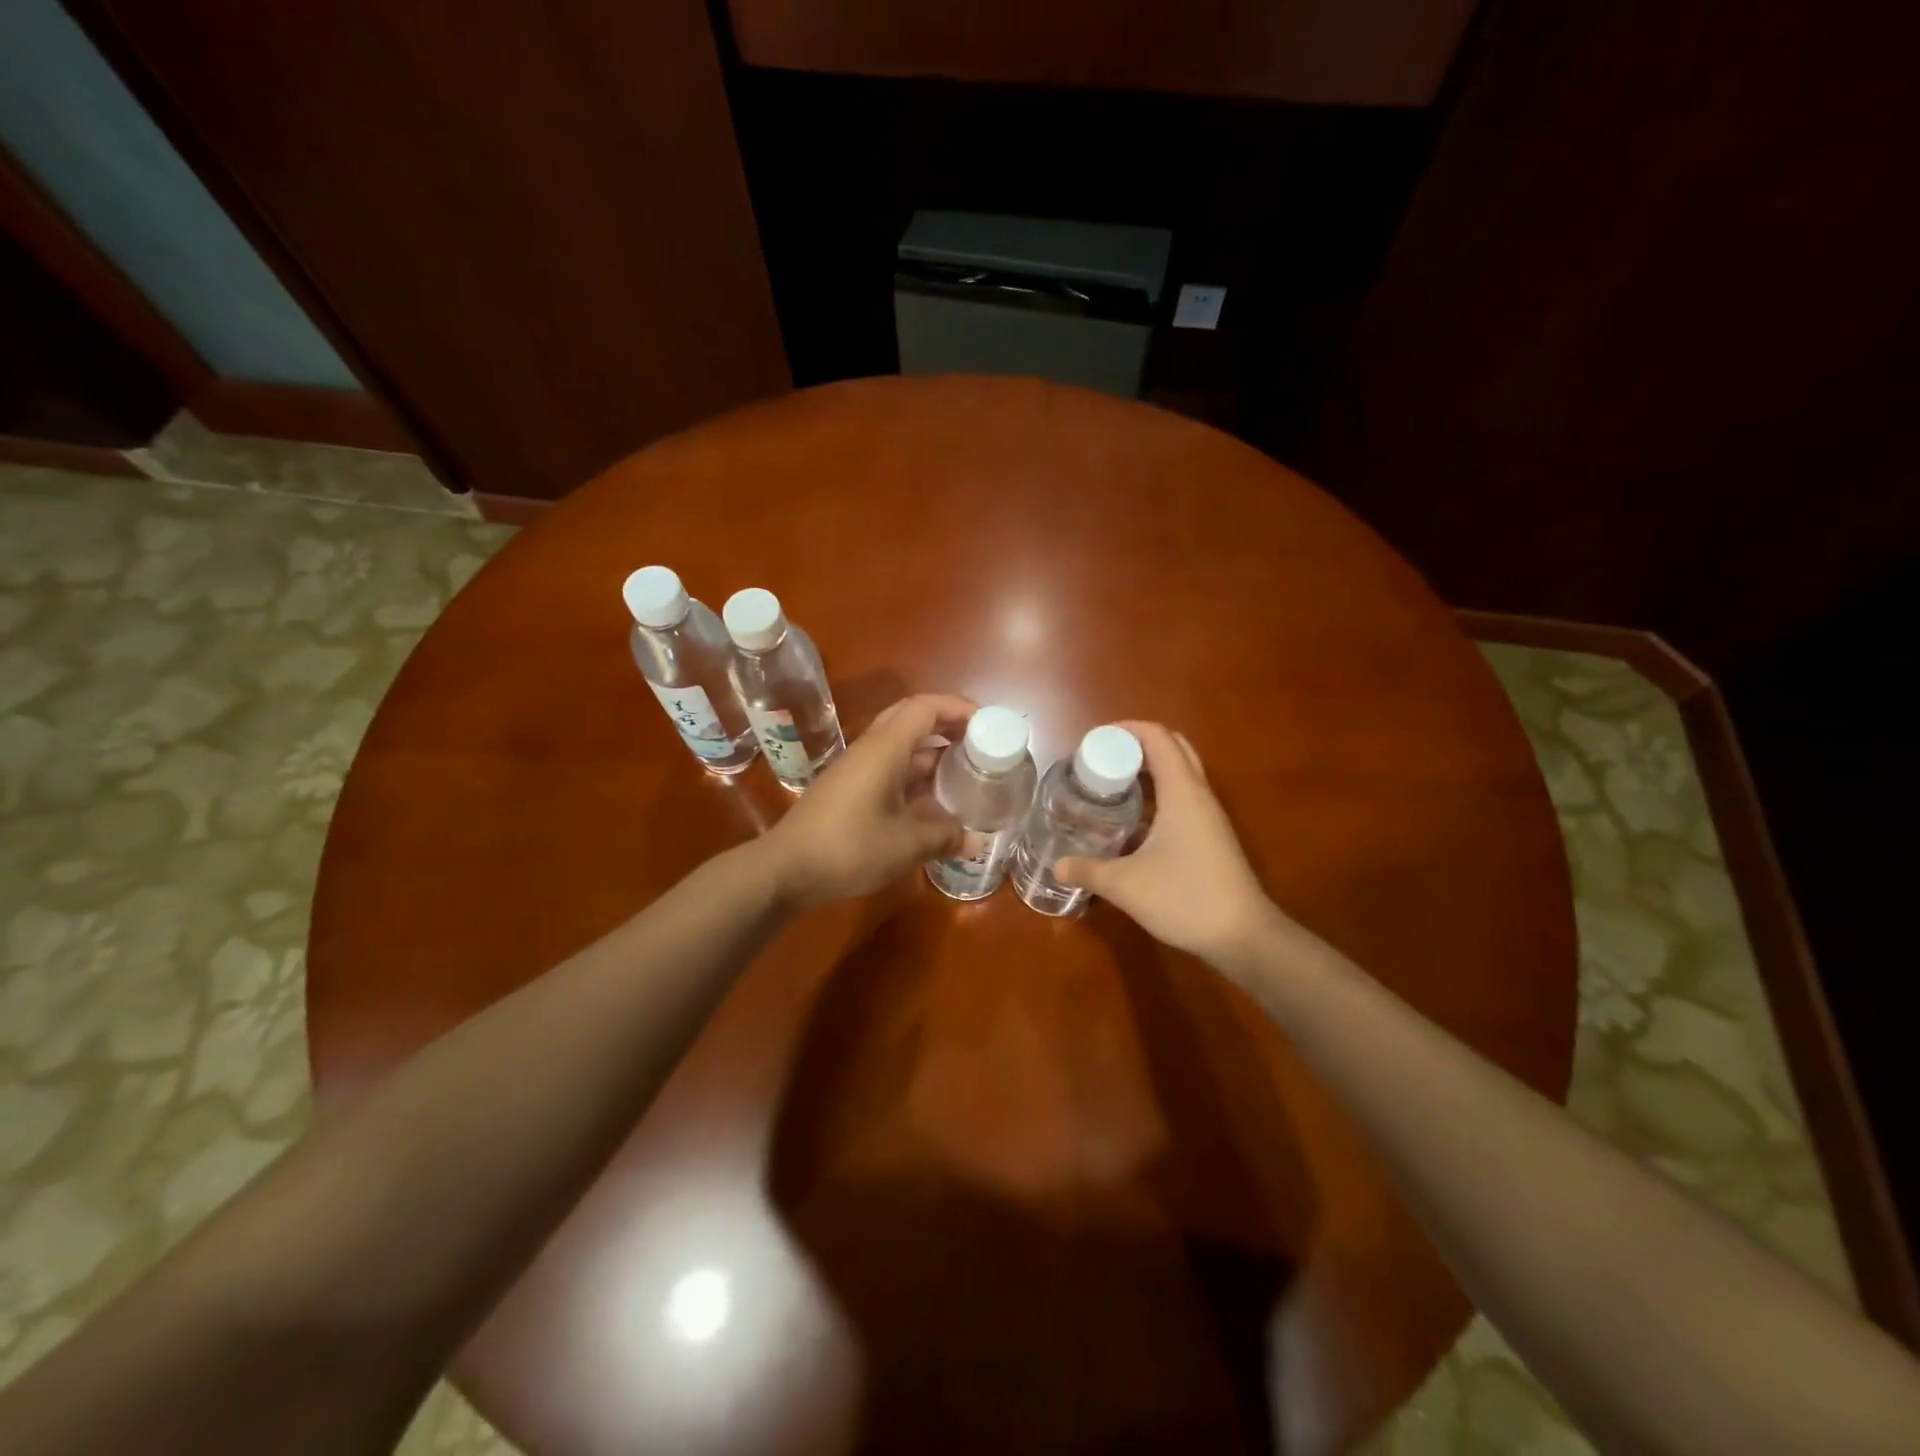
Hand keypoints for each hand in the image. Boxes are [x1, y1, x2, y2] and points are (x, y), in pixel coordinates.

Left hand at [759, 694, 974, 906]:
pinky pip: (889, 768)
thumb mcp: (905, 845)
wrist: (786, 868)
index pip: (925, 707)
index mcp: (884, 748)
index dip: (958, 707)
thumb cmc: (848, 847)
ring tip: (964, 771)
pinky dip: (915, 775)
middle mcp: (870, 750)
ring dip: (931, 752)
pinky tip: (932, 800)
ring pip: (900, 746)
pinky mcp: (849, 789)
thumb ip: (943, 837)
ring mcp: (856, 769)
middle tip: (978, 742)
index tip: (987, 722)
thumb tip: (974, 841)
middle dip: (947, 724)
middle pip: (911, 719)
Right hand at [1056, 722, 1281, 965]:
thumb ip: (1088, 871)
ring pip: (1180, 774)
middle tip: (1102, 760)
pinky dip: (1157, 794)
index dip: (1126, 729)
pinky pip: (1183, 798)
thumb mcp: (1126, 885)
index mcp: (1182, 792)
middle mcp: (1199, 795)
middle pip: (1173, 748)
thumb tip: (1057, 865)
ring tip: (1110, 785)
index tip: (1094, 740)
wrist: (1242, 936)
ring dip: (1148, 770)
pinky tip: (1132, 820)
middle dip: (1137, 745)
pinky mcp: (1211, 836)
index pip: (1158, 738)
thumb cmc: (1185, 898)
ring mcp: (1209, 816)